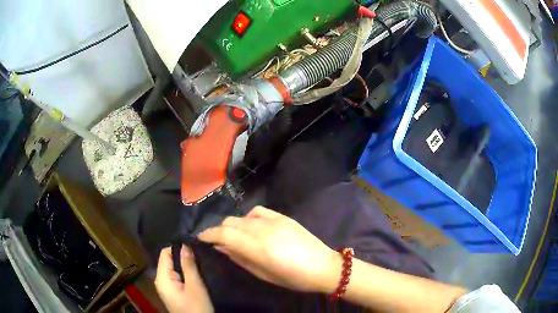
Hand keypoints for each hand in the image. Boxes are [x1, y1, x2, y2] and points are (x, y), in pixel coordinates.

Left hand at [155, 246, 212, 312]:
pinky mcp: (172, 293)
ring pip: (172, 269)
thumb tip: (185, 244)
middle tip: (198, 255)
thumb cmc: (196, 307)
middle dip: (182, 257)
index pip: (165, 253)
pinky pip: (175, 277)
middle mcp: (160, 280)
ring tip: (198, 263)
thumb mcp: (195, 286)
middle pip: (168, 261)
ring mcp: (165, 287)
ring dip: (184, 266)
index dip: (178, 247)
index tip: (193, 245)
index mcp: (162, 278)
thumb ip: (188, 265)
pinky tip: (194, 274)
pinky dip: (184, 274)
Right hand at [198, 206, 340, 292]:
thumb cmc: (294, 278)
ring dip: (232, 225)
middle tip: (216, 241)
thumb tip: (221, 247)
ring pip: (242, 217)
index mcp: (259, 248)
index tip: (200, 238)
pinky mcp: (283, 216)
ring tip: (234, 236)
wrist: (324, 266)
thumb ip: (240, 258)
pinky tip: (250, 227)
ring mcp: (274, 220)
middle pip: (230, 223)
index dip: (208, 234)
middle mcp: (263, 230)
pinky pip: (257, 211)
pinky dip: (248, 218)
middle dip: (218, 231)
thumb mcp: (264, 274)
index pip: (224, 234)